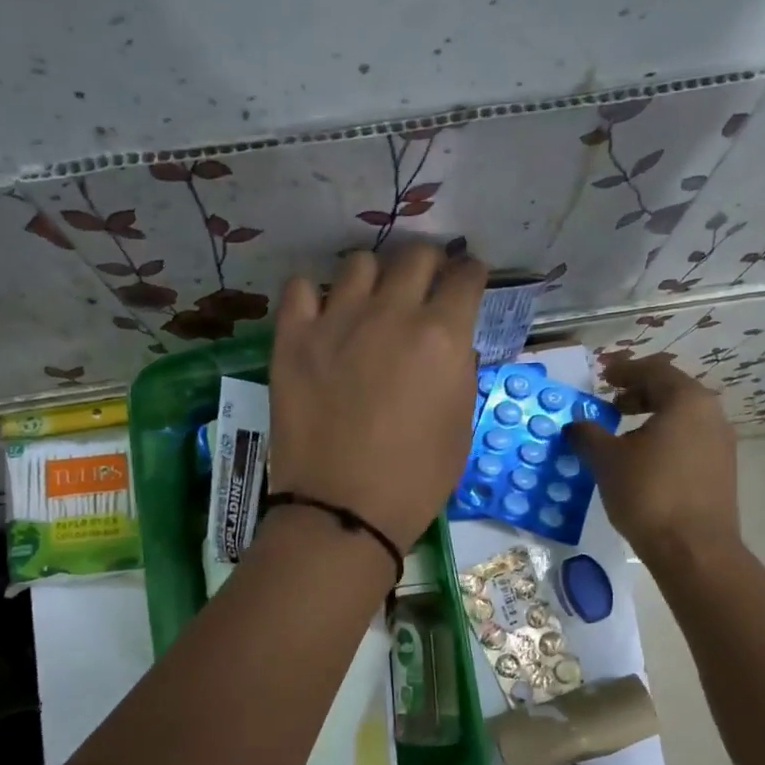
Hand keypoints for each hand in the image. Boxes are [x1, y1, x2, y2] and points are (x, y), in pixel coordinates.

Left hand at [268, 244, 485, 550]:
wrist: (343, 510)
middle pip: (415, 255)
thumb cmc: (415, 480)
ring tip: (370, 303)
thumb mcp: (461, 429)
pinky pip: (300, 288)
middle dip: (429, 264)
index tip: (467, 282)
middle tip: (424, 288)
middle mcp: (392, 314)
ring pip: (359, 263)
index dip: (471, 274)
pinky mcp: (293, 338)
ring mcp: (336, 321)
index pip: (465, 276)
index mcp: (442, 336)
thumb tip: (453, 345)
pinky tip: (321, 318)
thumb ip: (461, 373)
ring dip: (374, 277)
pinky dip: (314, 296)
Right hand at [569, 363, 739, 564]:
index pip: (654, 370)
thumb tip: (576, 425)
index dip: (625, 370)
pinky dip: (665, 439)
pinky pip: (690, 441)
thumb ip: (588, 434)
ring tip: (623, 436)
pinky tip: (644, 462)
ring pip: (682, 418)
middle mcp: (711, 415)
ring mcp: (721, 444)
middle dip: (639, 394)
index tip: (603, 377)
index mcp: (687, 401)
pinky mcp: (721, 471)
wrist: (694, 550)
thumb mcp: (607, 460)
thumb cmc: (648, 494)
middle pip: (672, 391)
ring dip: (651, 419)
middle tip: (611, 406)